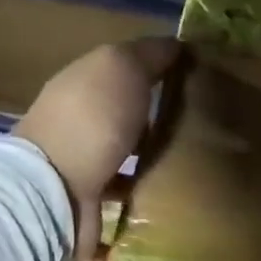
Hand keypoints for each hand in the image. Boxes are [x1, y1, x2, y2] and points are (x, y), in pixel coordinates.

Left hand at [14, 38, 180, 260]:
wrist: (56, 189)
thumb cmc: (92, 121)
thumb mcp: (122, 68)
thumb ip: (149, 55)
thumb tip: (178, 45)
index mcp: (84, 89)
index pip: (125, 76)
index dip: (159, 77)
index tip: (198, 87)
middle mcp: (80, 128)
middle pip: (127, 125)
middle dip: (158, 130)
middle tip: (205, 136)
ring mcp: (82, 172)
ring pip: (126, 168)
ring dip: (152, 173)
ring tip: (195, 178)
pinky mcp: (90, 212)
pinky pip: (124, 211)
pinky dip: (142, 214)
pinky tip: (172, 215)